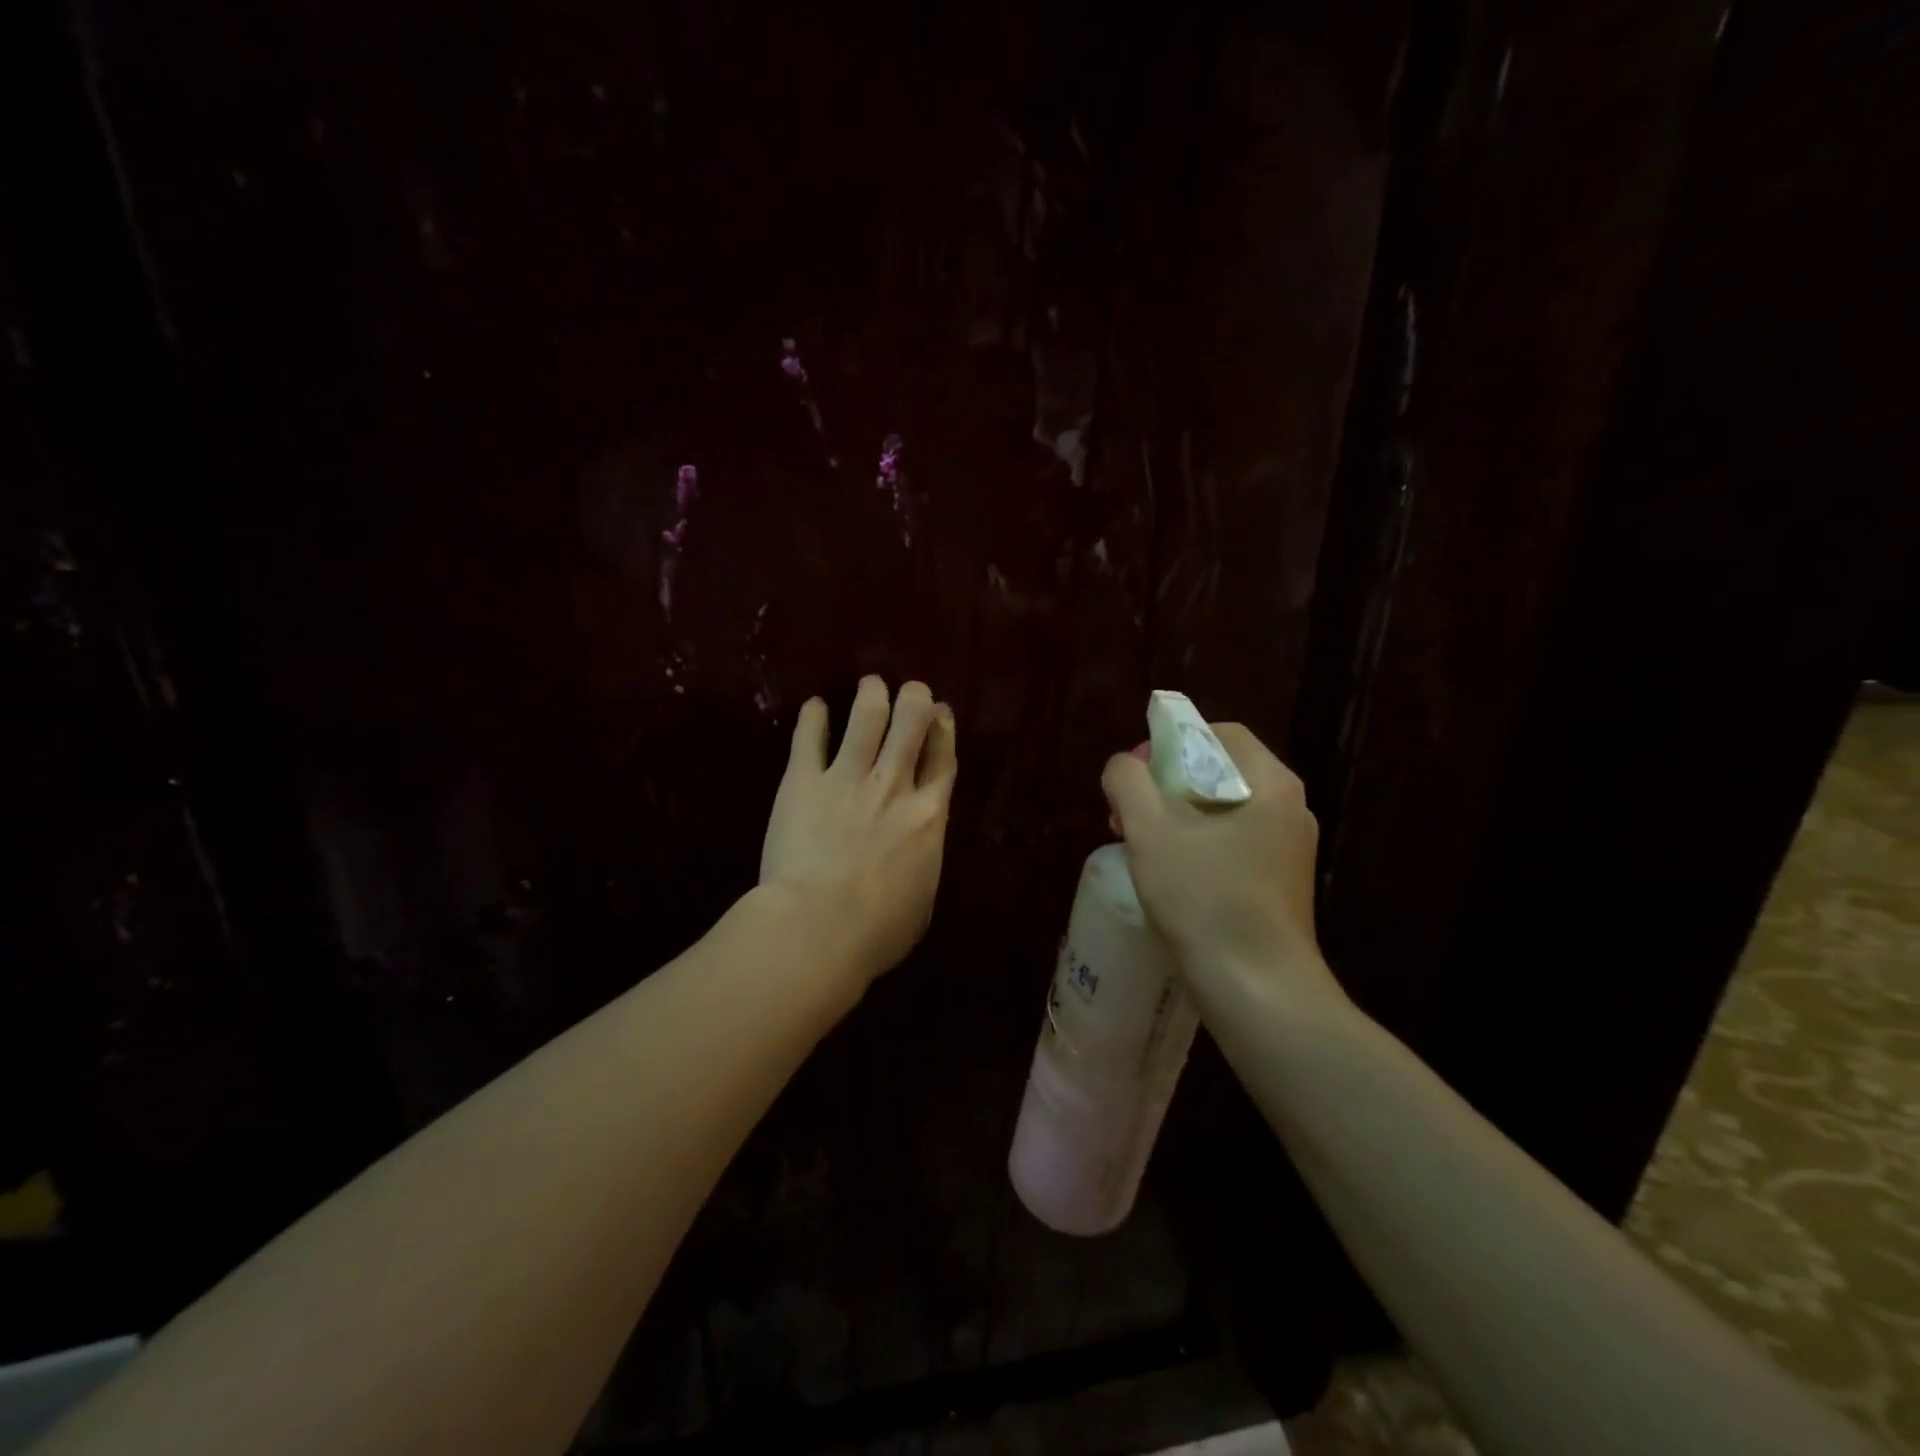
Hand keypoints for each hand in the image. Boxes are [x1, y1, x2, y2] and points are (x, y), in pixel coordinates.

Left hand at [760, 676, 957, 987]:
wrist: (818, 926)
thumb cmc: (876, 931)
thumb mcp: (921, 905)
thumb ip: (922, 867)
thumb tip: (918, 855)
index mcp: (928, 817)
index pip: (943, 762)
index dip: (944, 732)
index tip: (942, 713)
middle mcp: (893, 786)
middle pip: (911, 727)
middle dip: (914, 700)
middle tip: (911, 688)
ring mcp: (847, 778)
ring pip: (866, 720)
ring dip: (871, 697)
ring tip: (870, 683)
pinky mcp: (803, 781)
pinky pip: (810, 739)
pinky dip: (813, 718)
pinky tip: (814, 706)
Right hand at [1101, 724, 1341, 1007]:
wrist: (1258, 989)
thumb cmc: (1205, 897)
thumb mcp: (1150, 829)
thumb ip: (1128, 780)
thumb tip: (1124, 766)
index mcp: (1271, 783)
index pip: (1219, 734)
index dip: (1169, 743)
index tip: (1136, 775)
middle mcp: (1290, 809)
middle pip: (1218, 772)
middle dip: (1165, 785)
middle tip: (1127, 814)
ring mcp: (1289, 850)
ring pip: (1222, 811)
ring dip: (1176, 817)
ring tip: (1140, 846)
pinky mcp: (1281, 884)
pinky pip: (1233, 844)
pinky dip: (1197, 845)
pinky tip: (1170, 875)